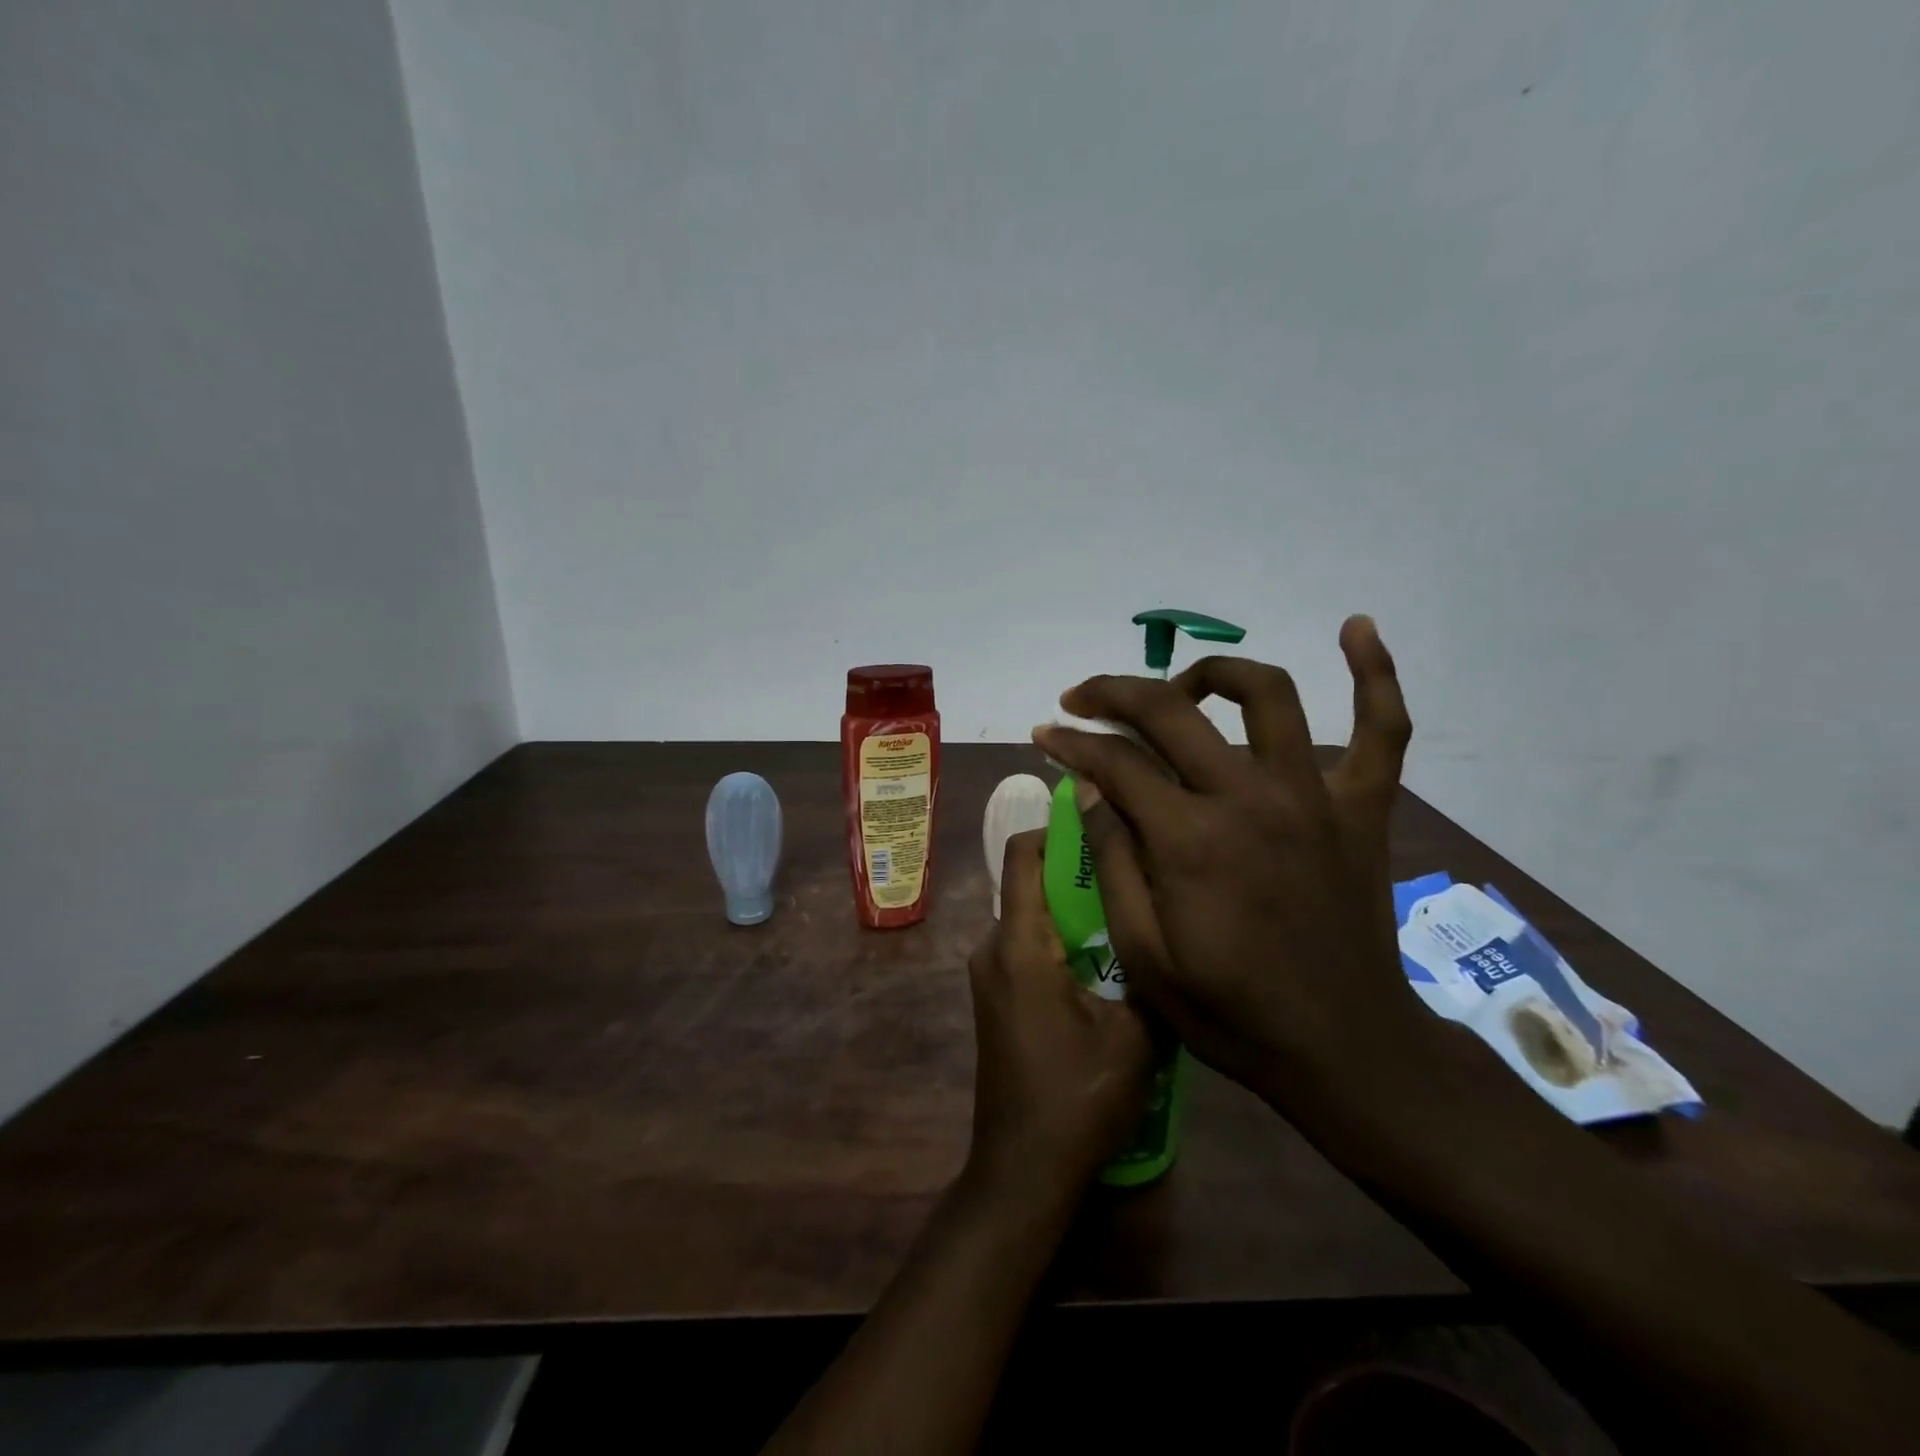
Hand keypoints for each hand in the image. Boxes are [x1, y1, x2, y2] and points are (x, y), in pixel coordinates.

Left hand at [964, 829, 1155, 1203]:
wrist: (1023, 1169)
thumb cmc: (1077, 1098)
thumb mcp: (1135, 1034)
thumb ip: (1145, 968)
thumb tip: (1162, 922)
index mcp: (1019, 944)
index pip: (1023, 854)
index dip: (1058, 829)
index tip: (1104, 827)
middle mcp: (993, 947)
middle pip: (1031, 881)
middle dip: (1079, 871)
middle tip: (1134, 876)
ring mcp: (989, 974)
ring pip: (1033, 915)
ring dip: (1074, 909)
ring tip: (1128, 917)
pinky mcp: (996, 996)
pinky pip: (1028, 945)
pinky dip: (1062, 938)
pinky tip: (1106, 963)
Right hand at [1029, 616, 1421, 1117]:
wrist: (1343, 1049)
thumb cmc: (1231, 1012)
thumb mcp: (1144, 956)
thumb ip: (1112, 862)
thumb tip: (1090, 788)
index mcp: (1191, 840)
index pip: (1115, 763)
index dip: (1070, 742)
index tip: (1045, 734)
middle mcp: (1251, 798)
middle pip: (1171, 711)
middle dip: (1113, 693)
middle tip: (1082, 697)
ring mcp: (1314, 796)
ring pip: (1267, 694)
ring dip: (1214, 673)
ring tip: (1184, 686)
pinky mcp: (1363, 808)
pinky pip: (1384, 727)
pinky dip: (1375, 674)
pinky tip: (1356, 627)